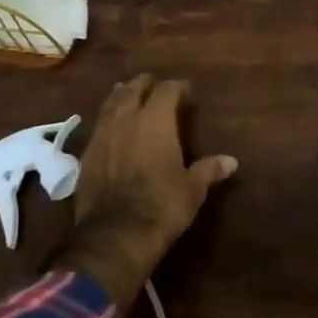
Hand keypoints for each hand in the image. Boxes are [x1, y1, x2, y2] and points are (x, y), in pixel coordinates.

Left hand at [53, 75, 236, 310]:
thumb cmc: (162, 206)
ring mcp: (101, 136)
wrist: (115, 234)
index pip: (166, 91)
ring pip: (109, 104)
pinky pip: (97, 127)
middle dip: (144, 84)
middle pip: (132, 90)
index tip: (186, 90)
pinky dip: (106, 121)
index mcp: (155, 121)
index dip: (177, 87)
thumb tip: (231, 161)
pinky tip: (110, 127)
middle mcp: (126, 120)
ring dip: (120, 97)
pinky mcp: (85, 155)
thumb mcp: (193, 189)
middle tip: (153, 84)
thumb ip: (209, 170)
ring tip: (127, 94)